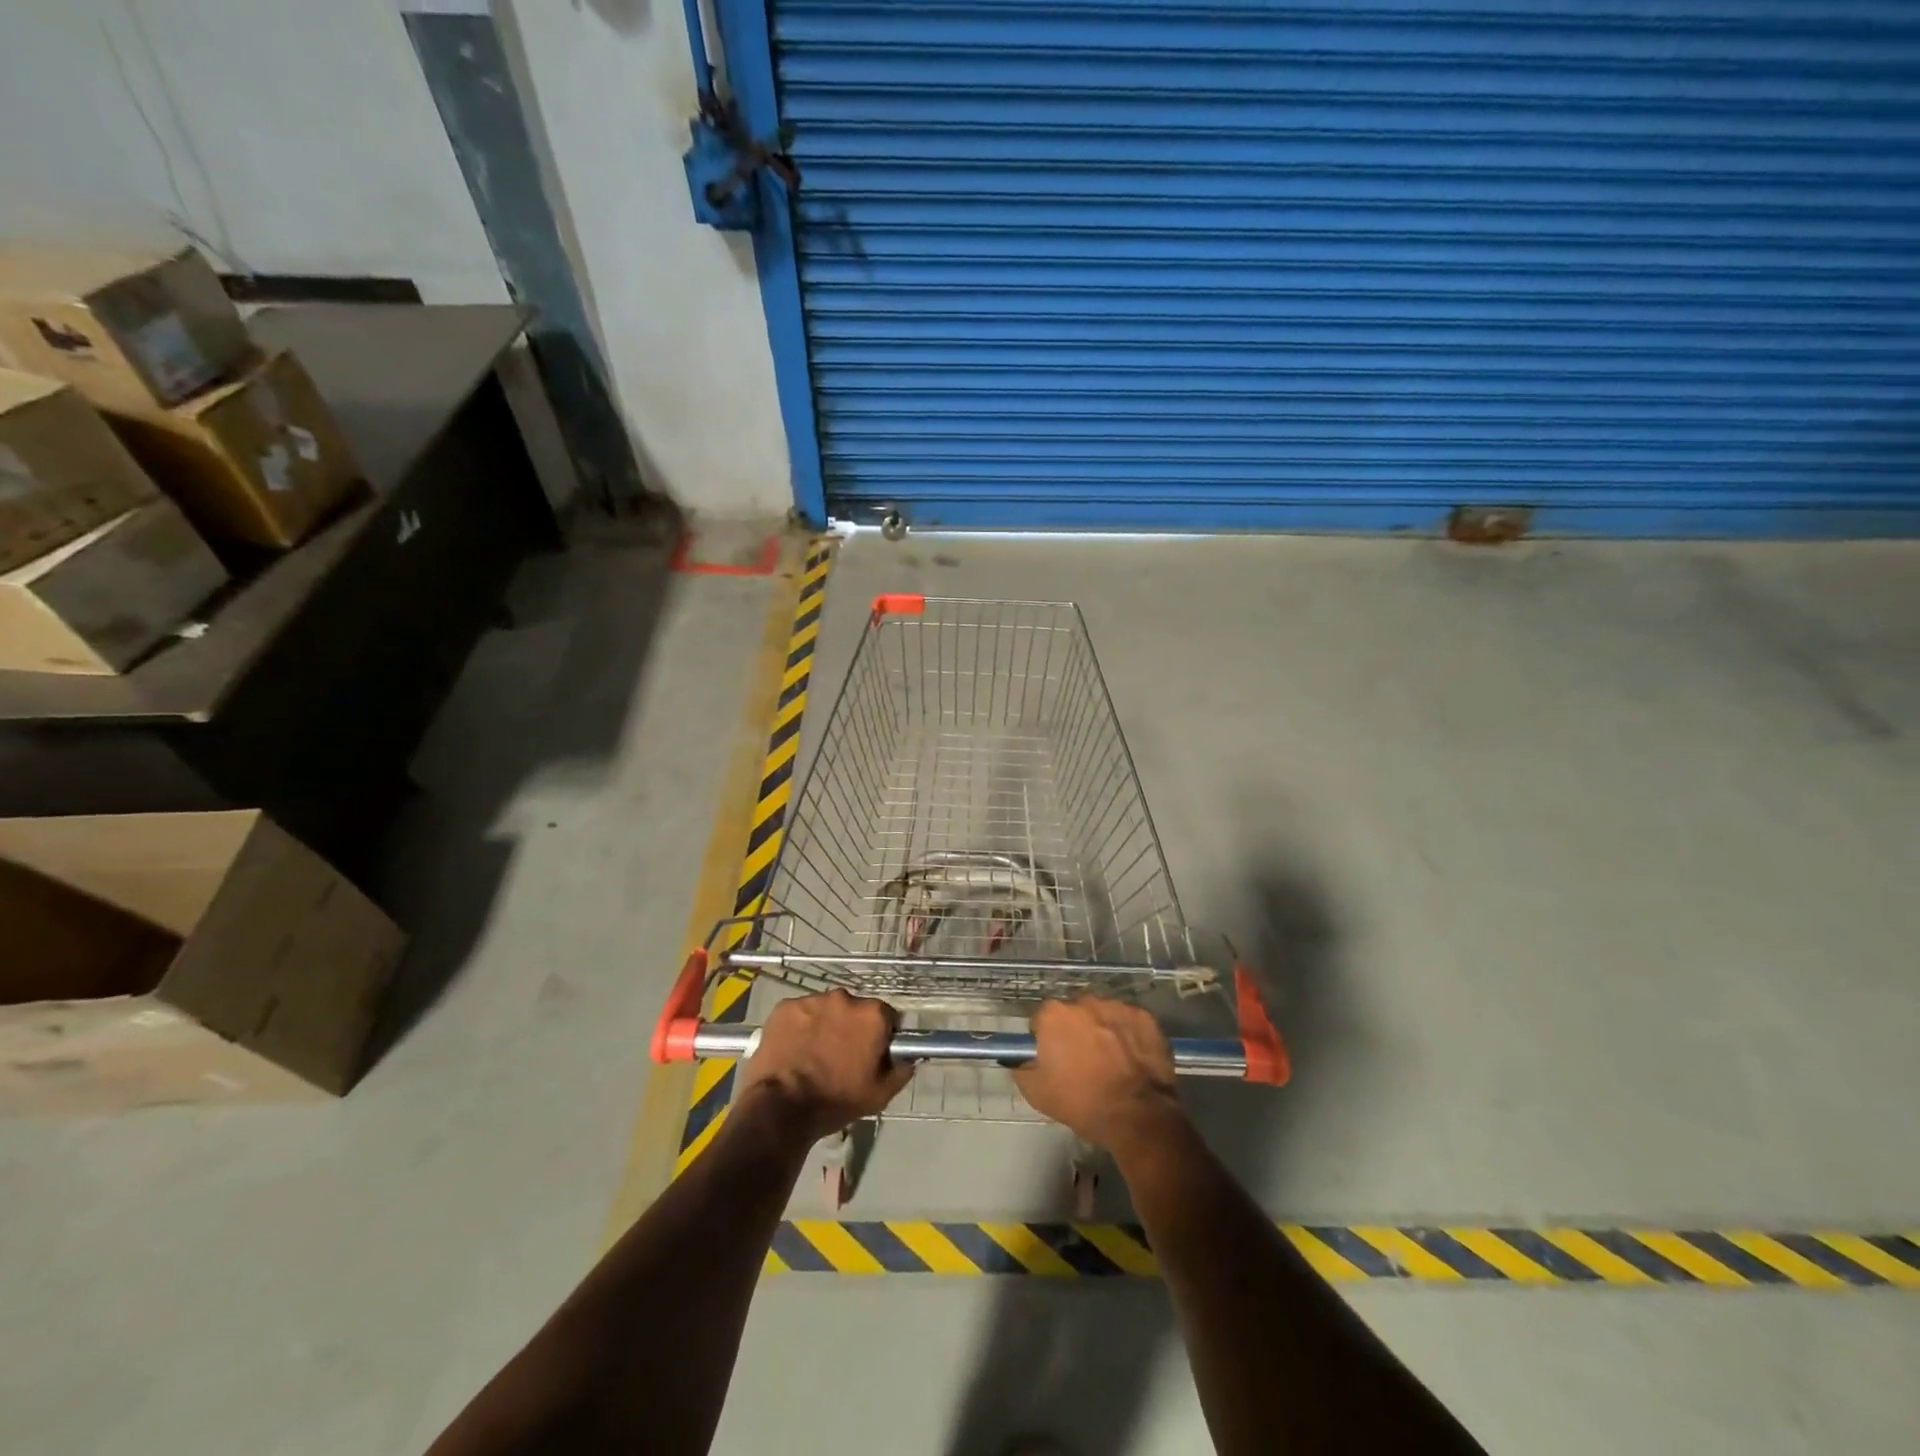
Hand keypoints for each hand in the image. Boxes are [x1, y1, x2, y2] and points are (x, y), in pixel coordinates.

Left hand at [736, 990, 912, 1142]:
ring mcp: (812, 1000)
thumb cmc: (836, 1100)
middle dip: (851, 1027)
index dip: (880, 1035)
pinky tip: (793, 1049)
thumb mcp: (880, 1094)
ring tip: (813, 1054)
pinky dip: (799, 1026)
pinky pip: (799, 1013)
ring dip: (824, 1025)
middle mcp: (845, 997)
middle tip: (841, 1055)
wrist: (781, 1107)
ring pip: (825, 1009)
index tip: (871, 1053)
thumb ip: (901, 1070)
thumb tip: (908, 1057)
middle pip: (854, 1010)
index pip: (886, 1016)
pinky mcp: (785, 1006)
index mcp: (872, 1014)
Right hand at [1012, 997, 1187, 1152]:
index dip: (1046, 1039)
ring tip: (1111, 1061)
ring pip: (1102, 1015)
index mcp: (1054, 1015)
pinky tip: (1131, 1058)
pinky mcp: (1144, 1017)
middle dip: (1076, 1031)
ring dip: (1102, 1030)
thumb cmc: (1083, 1103)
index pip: (1042, 1020)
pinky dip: (1128, 1035)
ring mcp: (1117, 1006)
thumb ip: (1021, 1068)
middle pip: (1074, 1013)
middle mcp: (1084, 1001)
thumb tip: (1017, 1058)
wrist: (1138, 1115)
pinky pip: (1128, 1022)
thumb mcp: (1037, 1093)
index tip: (1054, 1059)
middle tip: (1083, 1061)